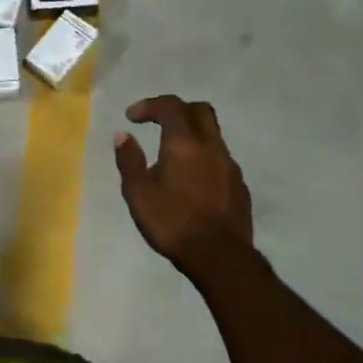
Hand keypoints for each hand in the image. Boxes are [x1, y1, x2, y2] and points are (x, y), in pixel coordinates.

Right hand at [114, 96, 252, 271]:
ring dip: (191, 134)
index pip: (171, 107)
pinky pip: (220, 158)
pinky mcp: (239, 185)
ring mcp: (230, 165)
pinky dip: (203, 157)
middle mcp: (211, 147)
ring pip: (213, 134)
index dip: (150, 105)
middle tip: (156, 123)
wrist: (219, 256)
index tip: (132, 117)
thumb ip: (129, 161)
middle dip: (176, 110)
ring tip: (170, 156)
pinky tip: (191, 180)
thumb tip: (123, 135)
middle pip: (200, 111)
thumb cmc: (172, 223)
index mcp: (184, 145)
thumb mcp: (139, 194)